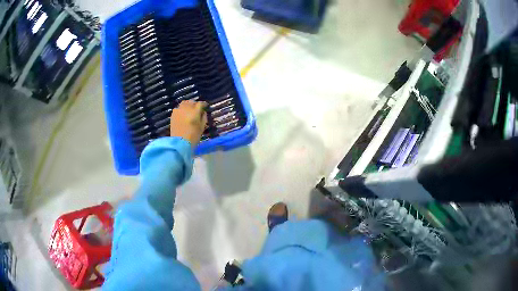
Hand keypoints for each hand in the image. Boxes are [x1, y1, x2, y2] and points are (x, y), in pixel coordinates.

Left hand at [170, 100, 207, 147]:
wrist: (179, 143)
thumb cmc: (193, 137)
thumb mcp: (202, 127)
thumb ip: (203, 118)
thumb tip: (203, 112)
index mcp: (194, 112)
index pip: (200, 104)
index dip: (203, 104)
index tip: (205, 106)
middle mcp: (186, 109)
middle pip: (191, 102)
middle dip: (194, 104)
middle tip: (197, 108)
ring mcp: (178, 111)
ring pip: (183, 104)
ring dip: (187, 105)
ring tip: (189, 111)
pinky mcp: (173, 115)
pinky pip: (178, 109)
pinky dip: (181, 110)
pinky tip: (183, 115)